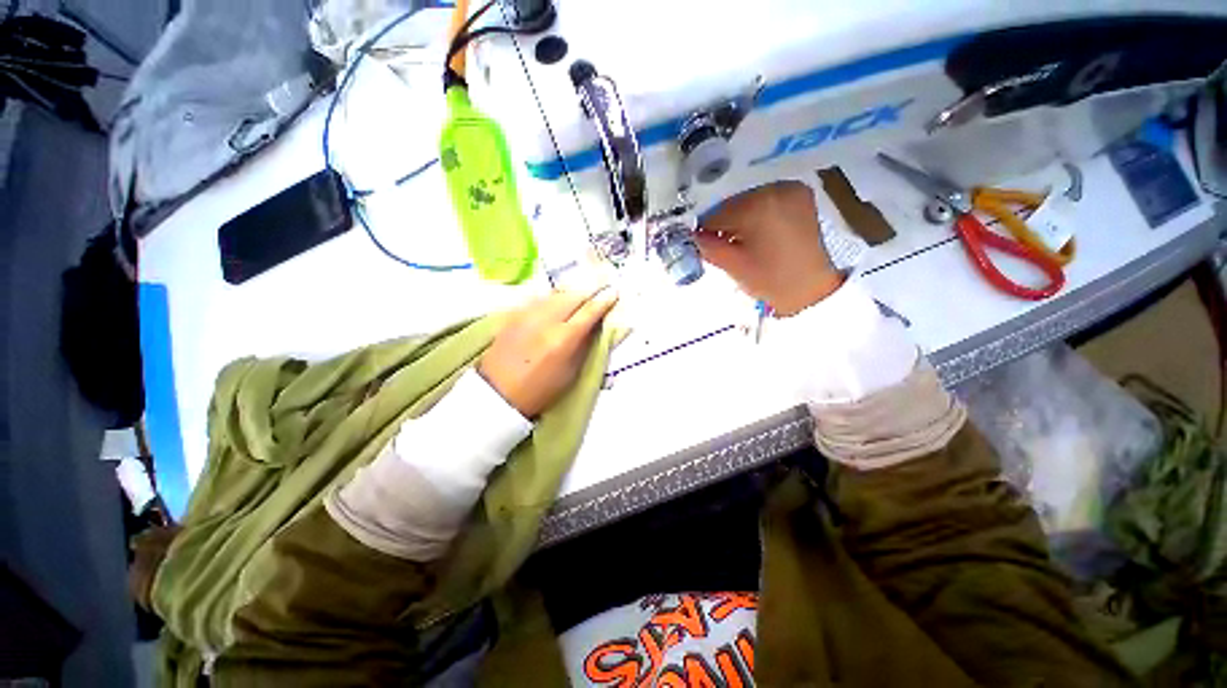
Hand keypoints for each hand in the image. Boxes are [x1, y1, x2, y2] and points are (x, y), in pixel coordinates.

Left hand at [478, 286, 618, 417]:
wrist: (498, 393)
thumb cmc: (540, 390)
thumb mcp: (571, 373)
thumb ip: (584, 345)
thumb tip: (595, 326)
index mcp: (564, 339)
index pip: (589, 311)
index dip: (604, 300)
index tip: (614, 293)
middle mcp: (546, 320)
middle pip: (573, 295)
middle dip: (589, 291)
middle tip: (600, 289)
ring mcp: (527, 314)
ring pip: (555, 292)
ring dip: (571, 292)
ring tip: (580, 293)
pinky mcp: (513, 314)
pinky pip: (538, 297)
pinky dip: (552, 296)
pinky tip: (556, 300)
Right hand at [696, 180, 843, 315]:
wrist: (811, 289)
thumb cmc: (770, 280)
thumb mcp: (732, 265)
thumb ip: (707, 246)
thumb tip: (692, 235)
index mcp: (758, 205)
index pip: (717, 213)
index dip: (705, 230)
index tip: (701, 244)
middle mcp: (776, 188)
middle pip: (733, 203)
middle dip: (723, 223)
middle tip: (721, 244)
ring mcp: (791, 189)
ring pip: (749, 201)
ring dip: (739, 218)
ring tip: (740, 242)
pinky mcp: (800, 196)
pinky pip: (766, 200)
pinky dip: (756, 214)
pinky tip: (756, 233)